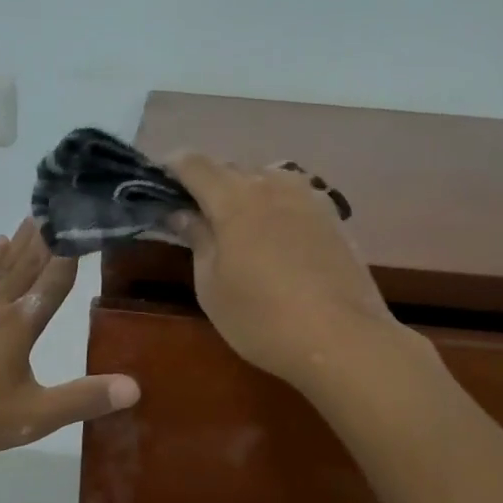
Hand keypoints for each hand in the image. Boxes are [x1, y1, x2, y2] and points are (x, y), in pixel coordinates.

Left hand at [0, 220, 139, 464]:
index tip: (91, 220)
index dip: (75, 249)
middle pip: (28, 261)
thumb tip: (135, 386)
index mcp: (19, 323)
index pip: (55, 277)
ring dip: (22, 239)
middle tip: (64, 202)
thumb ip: (82, 399)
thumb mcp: (31, 417)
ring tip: (36, 215)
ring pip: (2, 263)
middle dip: (49, 234)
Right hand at [169, 154, 406, 394]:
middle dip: (208, 184)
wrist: (342, 339)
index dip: (171, 166)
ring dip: (245, 192)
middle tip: (195, 215)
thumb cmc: (261, 318)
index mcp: (234, 197)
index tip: (159, 182)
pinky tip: (275, 237)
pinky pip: (293, 196)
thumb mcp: (212, 285)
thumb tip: (183, 213)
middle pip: (231, 168)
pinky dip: (275, 205)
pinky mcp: (333, 216)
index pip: (194, 162)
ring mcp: (308, 197)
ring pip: (266, 178)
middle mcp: (272, 184)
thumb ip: (197, 239)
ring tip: (237, 225)